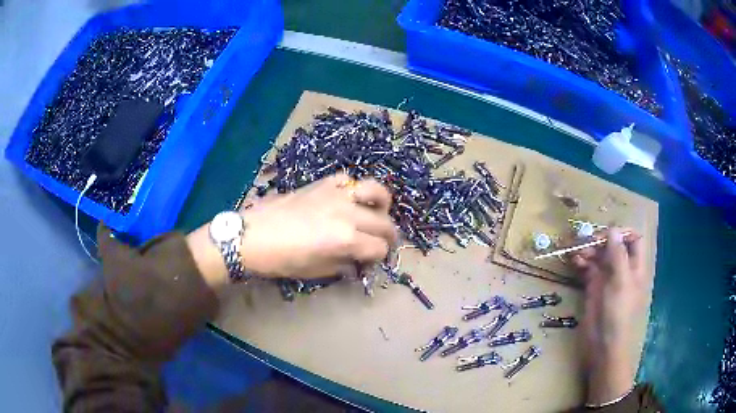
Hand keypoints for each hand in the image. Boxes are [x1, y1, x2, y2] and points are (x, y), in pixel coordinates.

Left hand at [239, 174, 397, 278]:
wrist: (252, 235)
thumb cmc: (281, 259)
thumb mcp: (316, 271)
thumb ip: (343, 265)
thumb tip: (357, 262)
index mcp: (346, 239)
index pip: (379, 248)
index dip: (378, 258)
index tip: (369, 262)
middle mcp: (348, 213)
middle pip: (384, 223)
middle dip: (387, 237)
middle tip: (378, 244)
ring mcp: (337, 194)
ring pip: (376, 191)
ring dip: (382, 205)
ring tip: (375, 214)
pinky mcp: (323, 183)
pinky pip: (349, 180)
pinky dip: (355, 189)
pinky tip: (348, 199)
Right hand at [570, 228, 649, 404]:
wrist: (603, 343)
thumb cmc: (618, 312)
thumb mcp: (621, 281)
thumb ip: (618, 254)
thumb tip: (613, 229)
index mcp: (634, 266)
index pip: (633, 240)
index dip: (622, 233)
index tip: (607, 233)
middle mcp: (622, 268)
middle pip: (613, 245)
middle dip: (601, 240)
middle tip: (587, 240)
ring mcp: (607, 278)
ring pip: (599, 255)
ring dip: (589, 250)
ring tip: (577, 252)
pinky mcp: (593, 287)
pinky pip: (588, 268)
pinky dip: (582, 262)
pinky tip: (575, 262)